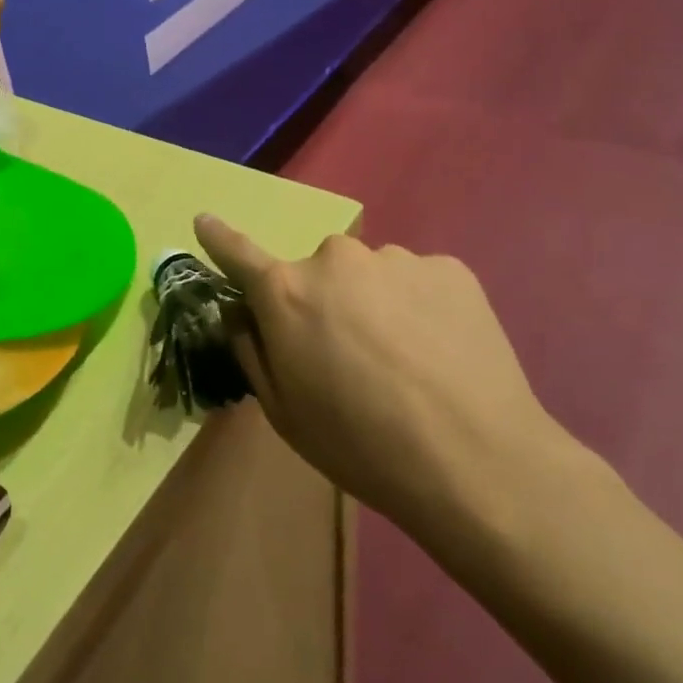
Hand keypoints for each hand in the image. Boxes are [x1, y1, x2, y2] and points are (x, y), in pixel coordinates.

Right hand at [194, 214, 581, 567]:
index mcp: (287, 292)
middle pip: (316, 273)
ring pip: (370, 276)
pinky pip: (417, 281)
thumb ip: (252, 349)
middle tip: (350, 356)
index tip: (204, 220)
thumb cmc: (362, 445)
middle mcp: (335, 259)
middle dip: (323, 302)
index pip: (238, 254)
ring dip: (375, 304)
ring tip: (407, 361)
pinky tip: (441, 352)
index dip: (218, 238)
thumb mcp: (284, 411)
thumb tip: (241, 312)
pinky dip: (420, 307)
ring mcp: (396, 258)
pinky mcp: (449, 268)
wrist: (477, 462)